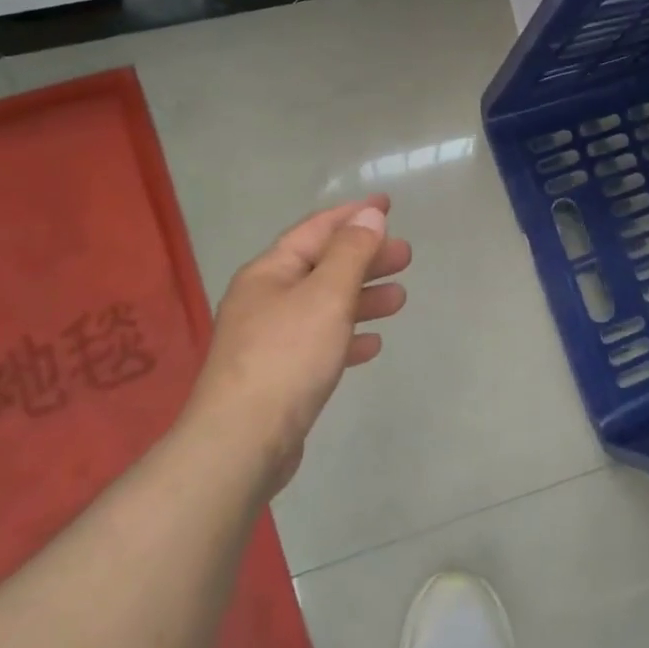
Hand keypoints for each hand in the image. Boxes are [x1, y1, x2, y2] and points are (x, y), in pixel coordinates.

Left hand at [186, 194, 411, 492]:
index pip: (316, 230)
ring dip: (363, 298)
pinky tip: (372, 345)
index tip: (388, 205)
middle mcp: (265, 299)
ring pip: (325, 306)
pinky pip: (321, 343)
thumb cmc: (288, 356)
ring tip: (401, 298)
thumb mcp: (326, 294)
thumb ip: (352, 253)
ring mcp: (270, 339)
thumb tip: (369, 215)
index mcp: (269, 272)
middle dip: (365, 258)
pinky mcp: (280, 376)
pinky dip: (348, 336)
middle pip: (323, 267)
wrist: (242, 442)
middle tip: (406, 256)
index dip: (353, 215)